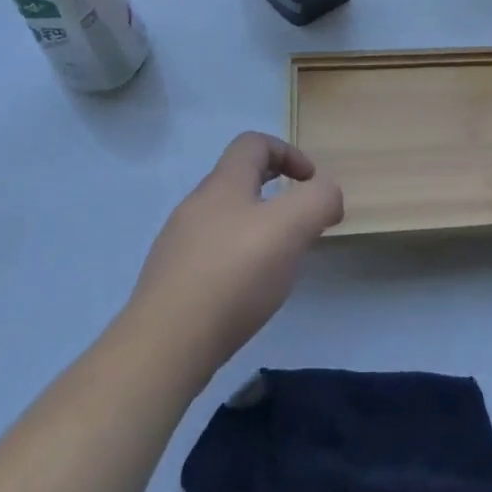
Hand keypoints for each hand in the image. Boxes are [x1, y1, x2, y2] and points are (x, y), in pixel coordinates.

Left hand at [129, 133, 343, 383]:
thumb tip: (327, 196)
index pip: (253, 144)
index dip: (288, 152)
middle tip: (299, 224)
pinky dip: (236, 264)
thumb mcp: (293, 225)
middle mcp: (195, 206)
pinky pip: (210, 257)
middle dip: (275, 195)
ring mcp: (177, 246)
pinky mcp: (170, 284)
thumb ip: (319, 199)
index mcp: (223, 184)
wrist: (164, 347)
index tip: (310, 182)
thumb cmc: (234, 274)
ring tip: (277, 264)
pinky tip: (247, 294)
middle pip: (238, 181)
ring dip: (256, 231)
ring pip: (225, 221)